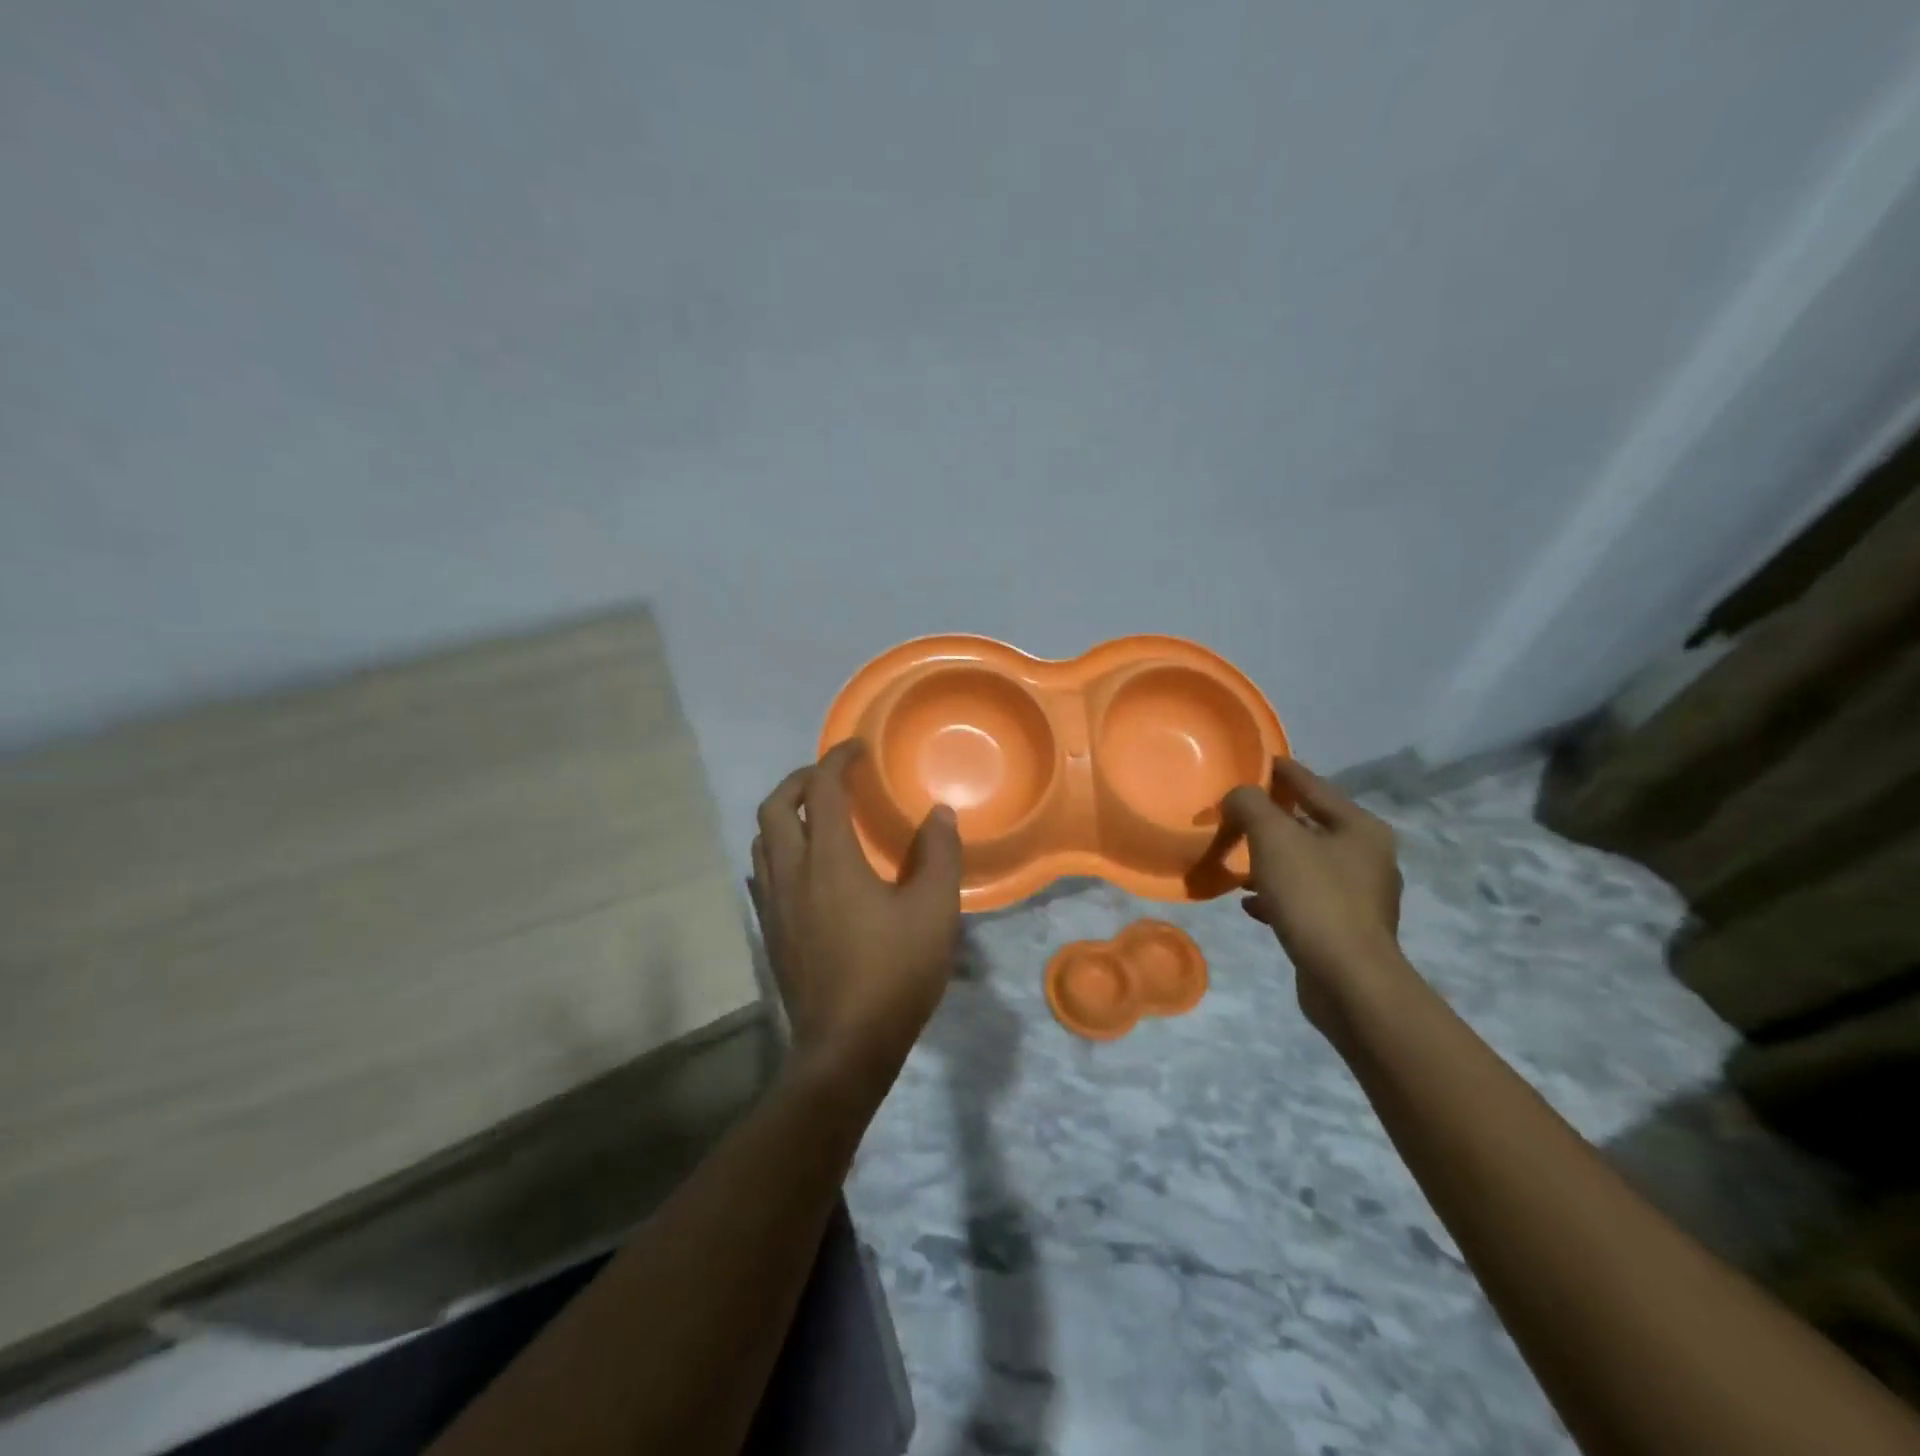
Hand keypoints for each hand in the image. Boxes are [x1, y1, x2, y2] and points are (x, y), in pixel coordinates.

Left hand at [749, 741, 963, 1092]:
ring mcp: (774, 903)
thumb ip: (938, 855)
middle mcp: (791, 872)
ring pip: (762, 839)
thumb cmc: (894, 974)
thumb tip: (939, 813)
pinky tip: (807, 866)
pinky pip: (763, 870)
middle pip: (775, 807)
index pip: (823, 790)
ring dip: (784, 813)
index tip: (858, 748)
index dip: (837, 760)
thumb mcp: (934, 911)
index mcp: (829, 861)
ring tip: (817, 814)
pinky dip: (780, 848)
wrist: (845, 1046)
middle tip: (831, 775)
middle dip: (800, 779)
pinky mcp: (771, 930)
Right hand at [1222, 758, 1405, 1037]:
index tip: (1255, 760)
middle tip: (1236, 813)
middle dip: (1272, 819)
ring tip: (1237, 860)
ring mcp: (1360, 896)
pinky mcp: (1345, 929)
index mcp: (1360, 828)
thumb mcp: (1273, 838)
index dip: (1281, 771)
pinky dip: (1276, 894)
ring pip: (1305, 864)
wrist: (1348, 980)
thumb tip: (1238, 795)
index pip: (1313, 785)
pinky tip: (1250, 903)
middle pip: (1310, 825)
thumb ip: (1251, 805)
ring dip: (1271, 860)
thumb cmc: (1314, 897)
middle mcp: (1367, 857)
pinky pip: (1304, 899)